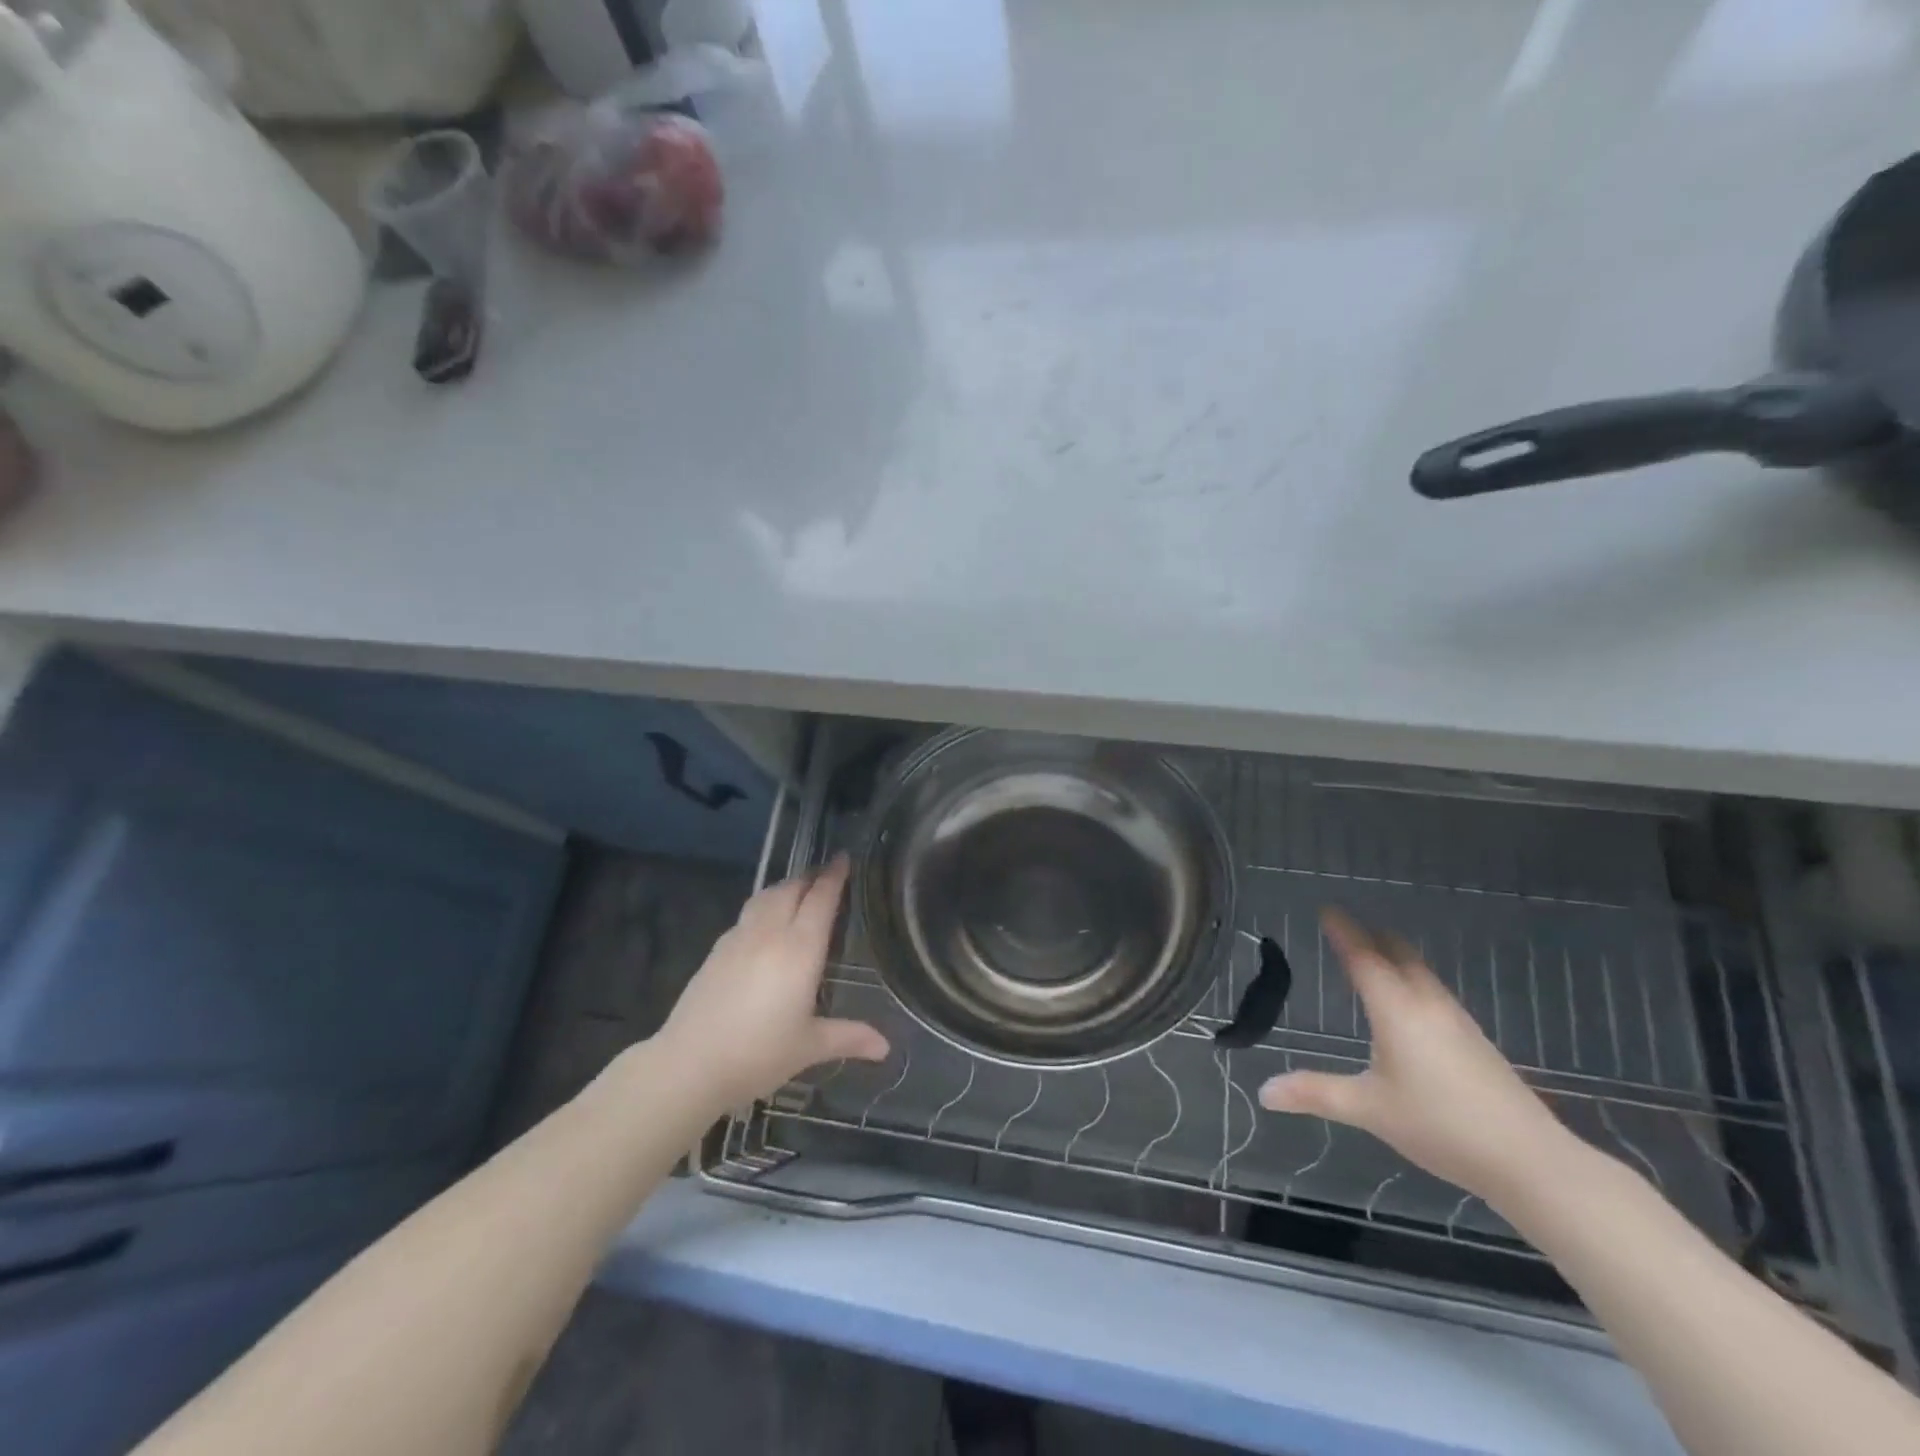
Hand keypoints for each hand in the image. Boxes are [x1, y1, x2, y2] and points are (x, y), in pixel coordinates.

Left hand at [656, 854, 889, 1109]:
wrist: (689, 1066)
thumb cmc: (759, 1054)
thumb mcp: (809, 1047)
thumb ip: (849, 1037)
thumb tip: (886, 1047)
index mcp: (800, 949)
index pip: (821, 899)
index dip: (834, 876)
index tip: (844, 858)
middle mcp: (770, 933)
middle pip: (791, 889)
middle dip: (810, 877)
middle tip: (826, 875)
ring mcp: (738, 939)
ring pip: (765, 897)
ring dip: (785, 887)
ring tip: (797, 892)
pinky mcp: (716, 951)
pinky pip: (746, 915)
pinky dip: (763, 907)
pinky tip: (764, 925)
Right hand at [1258, 907, 1571, 1205]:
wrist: (1530, 1161)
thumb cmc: (1440, 1125)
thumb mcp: (1369, 1109)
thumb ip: (1316, 1093)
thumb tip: (1264, 1091)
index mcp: (1396, 1009)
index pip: (1363, 957)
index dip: (1343, 931)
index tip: (1327, 909)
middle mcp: (1427, 1004)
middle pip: (1398, 953)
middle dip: (1371, 936)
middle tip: (1346, 928)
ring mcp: (1457, 1021)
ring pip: (1421, 972)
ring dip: (1394, 957)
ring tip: (1373, 958)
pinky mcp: (1476, 1041)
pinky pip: (1435, 992)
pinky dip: (1412, 980)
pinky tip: (1409, 1004)